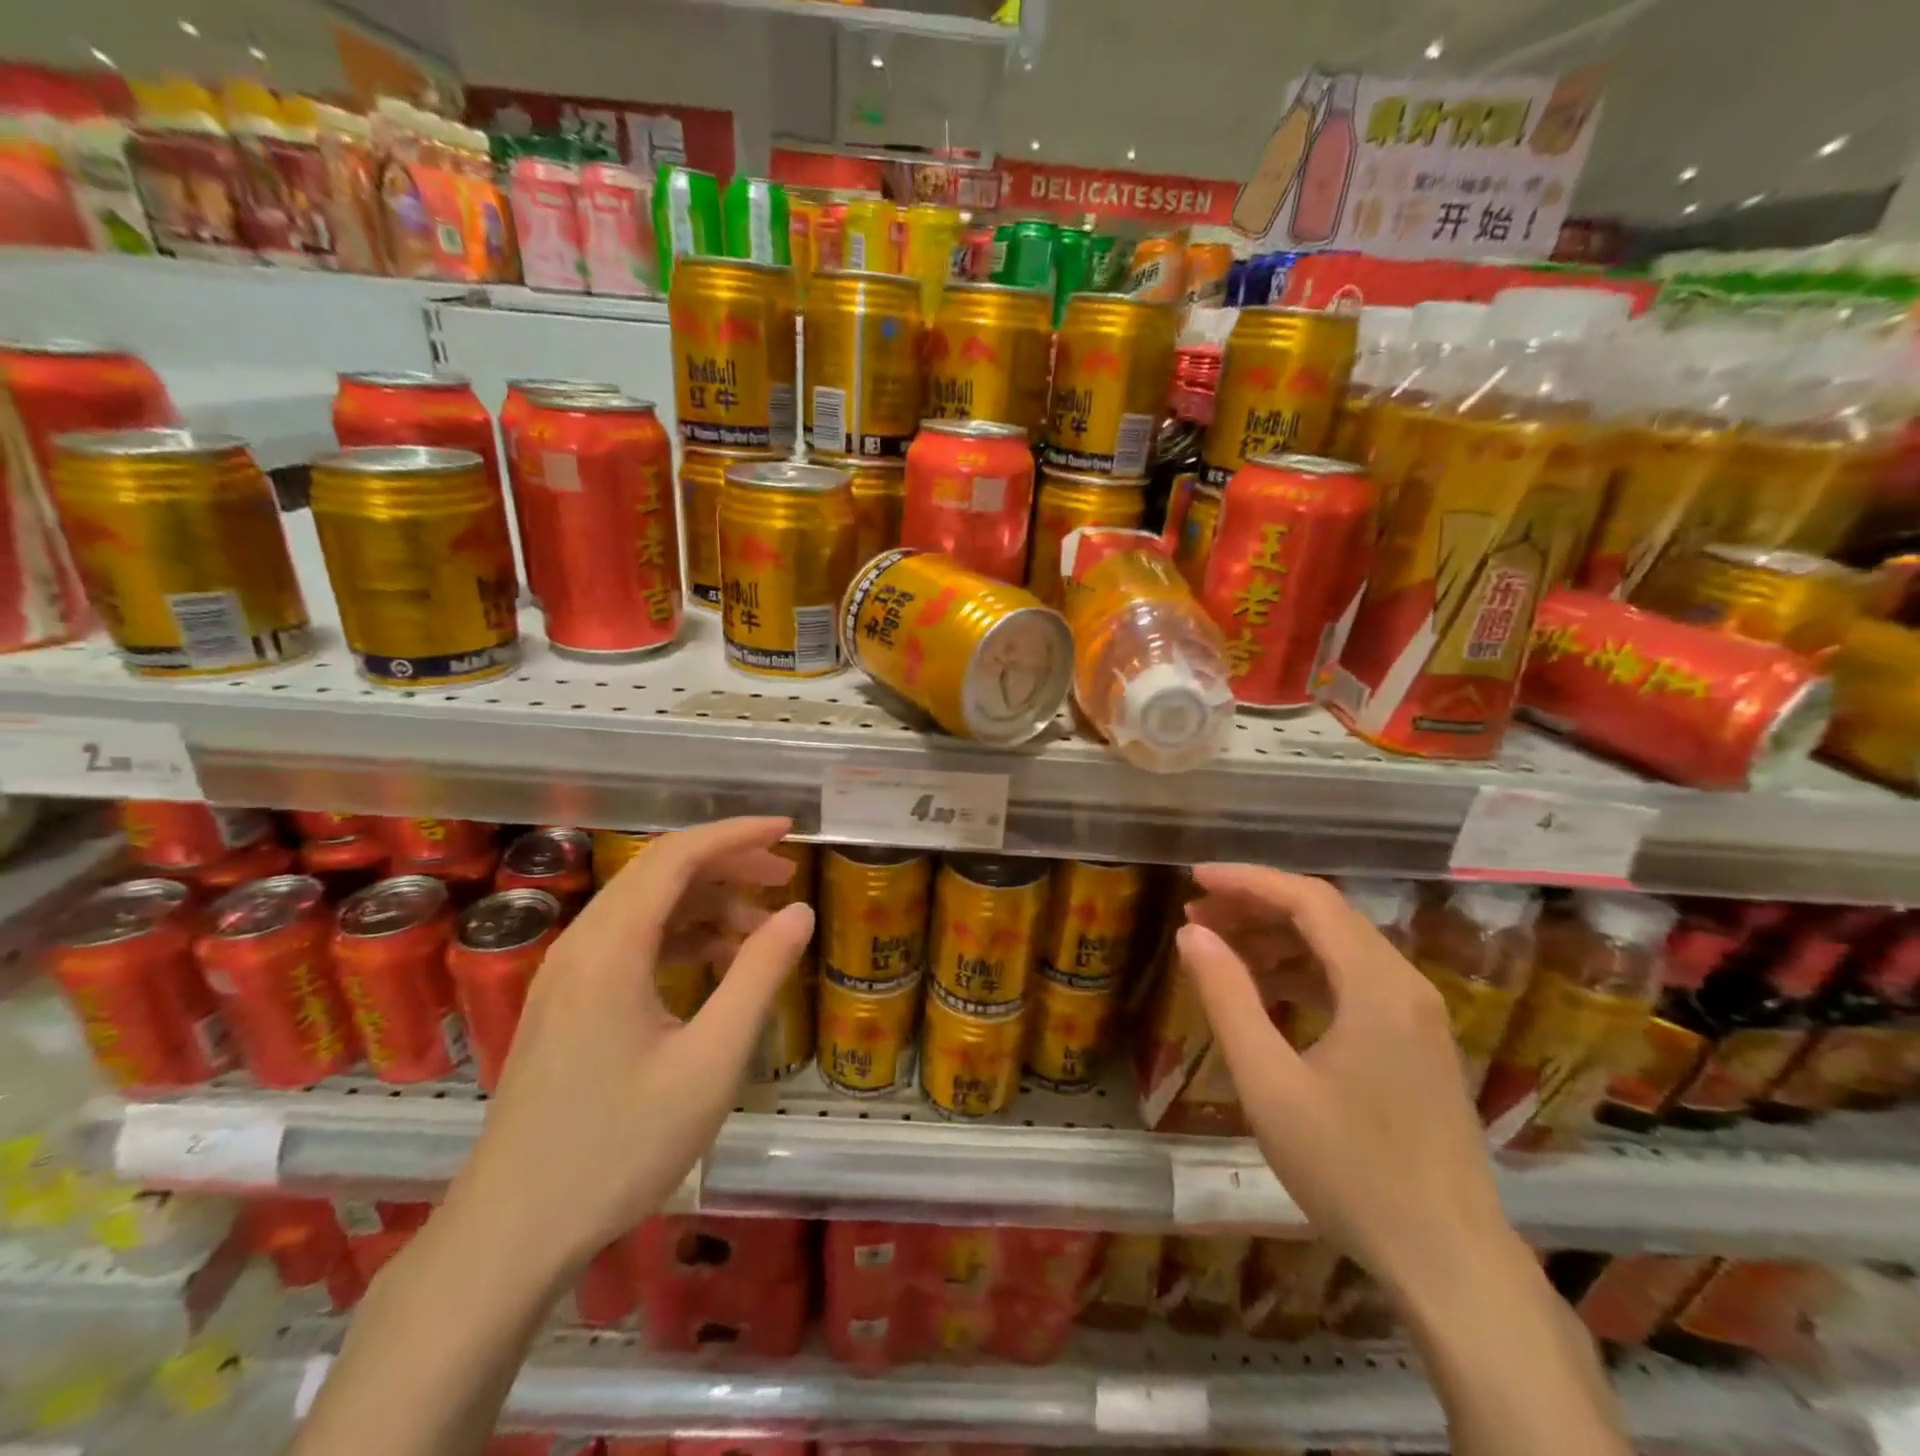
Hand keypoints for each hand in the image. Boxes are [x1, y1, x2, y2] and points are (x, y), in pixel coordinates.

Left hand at [441, 817, 813, 1274]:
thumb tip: (799, 912)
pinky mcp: (565, 1002)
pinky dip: (679, 935)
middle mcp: (582, 944)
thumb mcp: (710, 1062)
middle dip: (727, 864)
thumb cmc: (619, 1147)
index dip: (736, 834)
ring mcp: (566, 974)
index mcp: (611, 947)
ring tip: (762, 926)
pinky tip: (715, 962)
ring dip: (705, 902)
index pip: (678, 856)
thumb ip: (758, 976)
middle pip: (659, 872)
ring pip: (645, 906)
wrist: (511, 1234)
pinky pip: (629, 941)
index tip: (788, 831)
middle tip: (785, 878)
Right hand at [1177, 865, 1517, 1295]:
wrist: (1450, 1264)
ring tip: (1220, 949)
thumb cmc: (1351, 1170)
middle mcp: (1405, 986)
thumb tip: (1192, 934)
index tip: (1195, 879)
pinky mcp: (1417, 1044)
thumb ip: (1227, 998)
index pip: (1309, 901)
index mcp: (1376, 986)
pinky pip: (1353, 982)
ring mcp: (1417, 1016)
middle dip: (1257, 907)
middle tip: (1197, 914)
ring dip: (1278, 939)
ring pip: (1339, 948)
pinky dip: (1304, 972)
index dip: (1248, 881)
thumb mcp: (1269, 1083)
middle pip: (1325, 917)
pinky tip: (1267, 993)